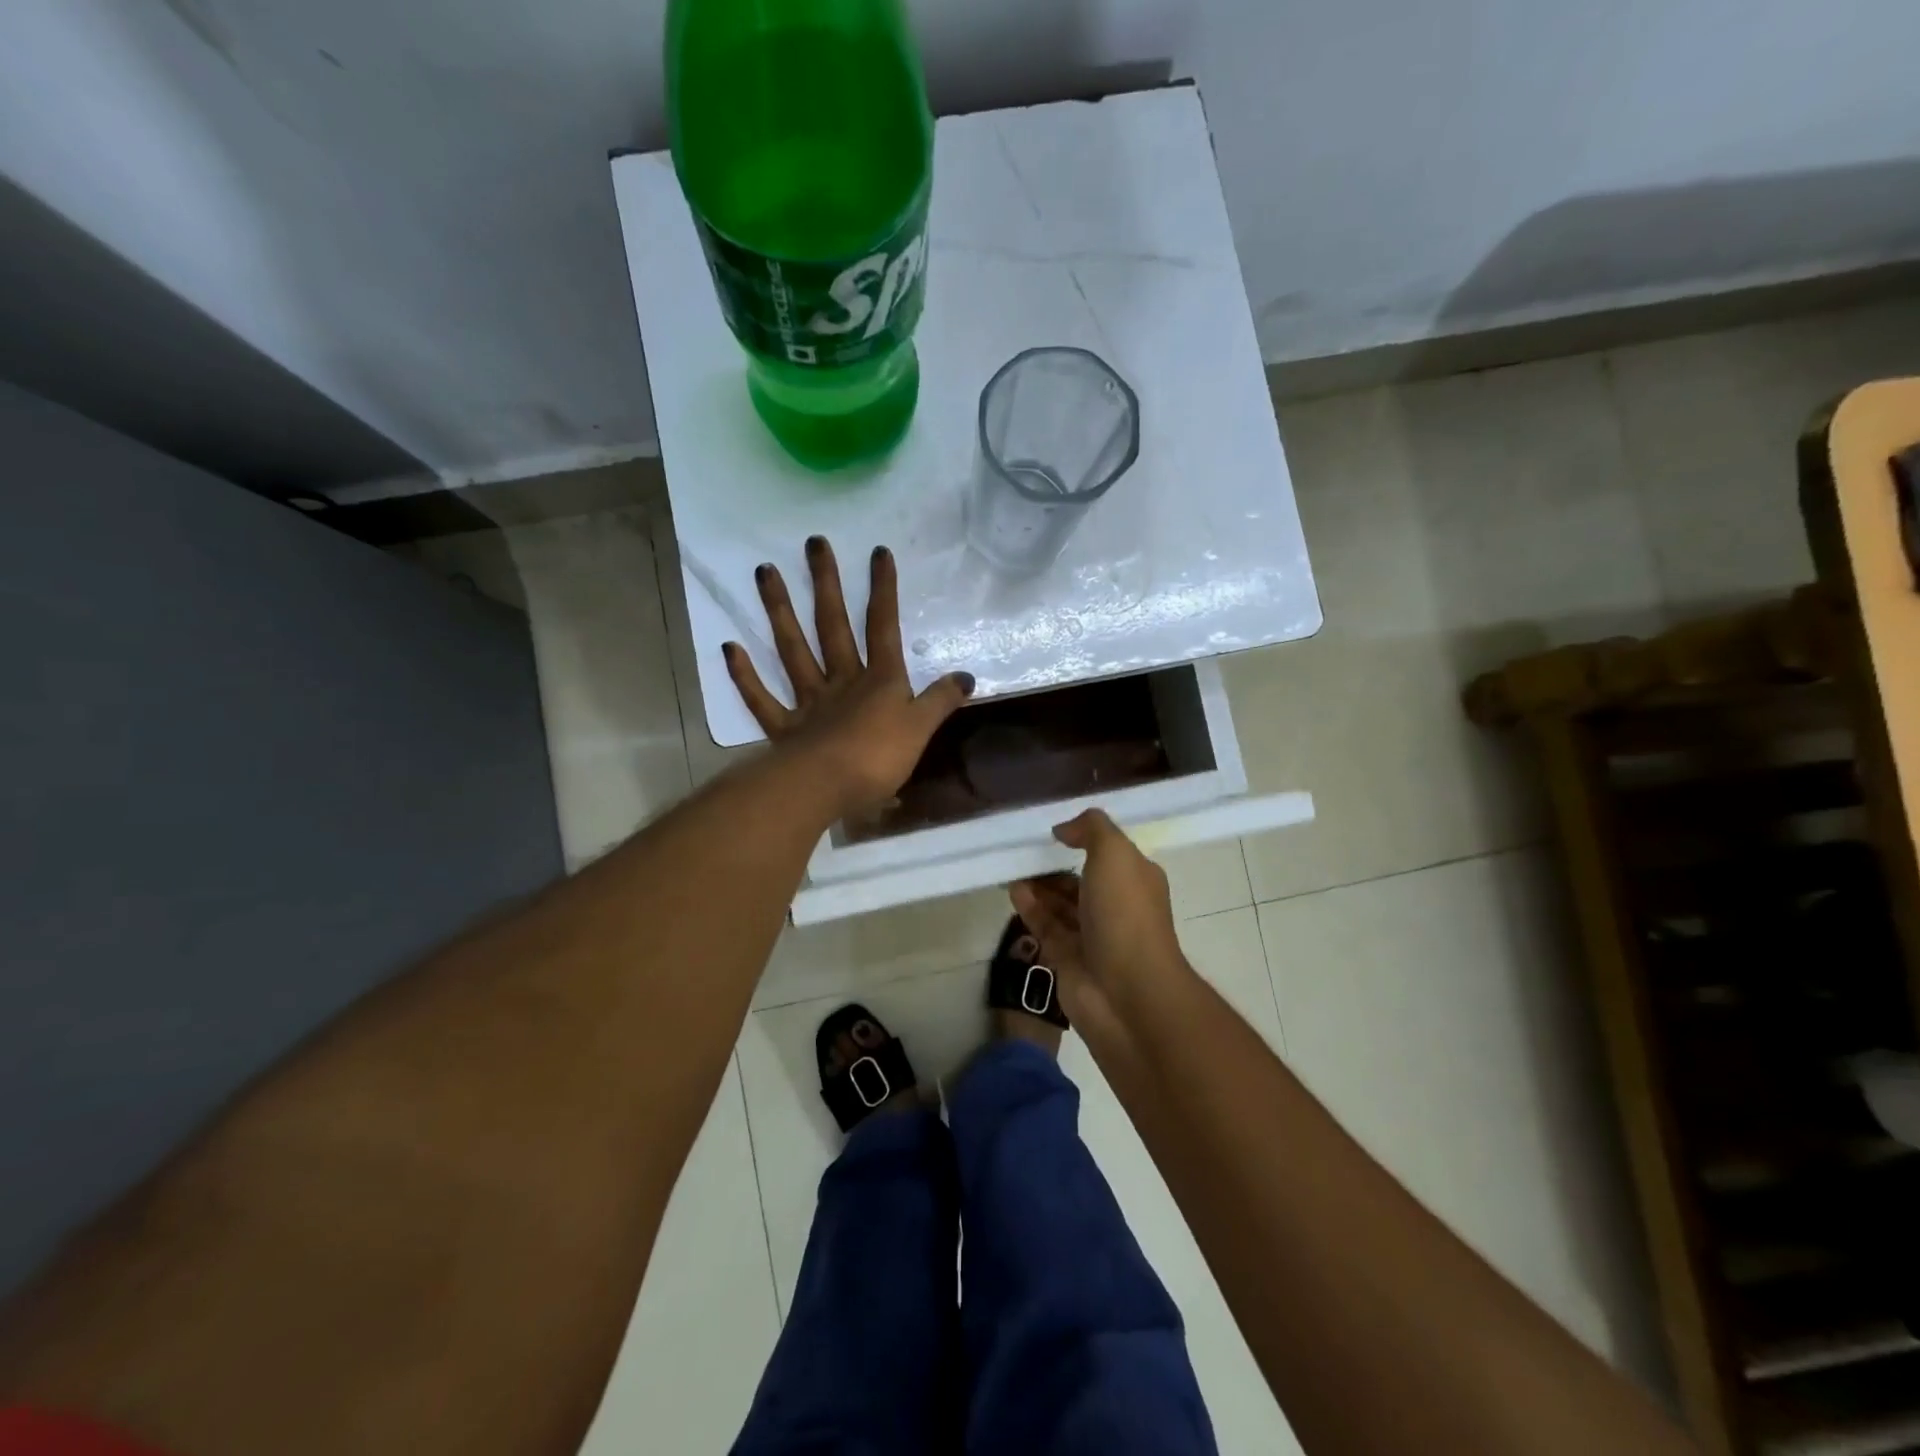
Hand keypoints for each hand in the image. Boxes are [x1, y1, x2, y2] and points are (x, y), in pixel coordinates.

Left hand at [724, 536, 974, 820]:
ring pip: (792, 650)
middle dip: (826, 584)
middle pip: (832, 626)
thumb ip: (941, 701)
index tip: (878, 552)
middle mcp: (842, 681)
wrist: (826, 788)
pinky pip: (762, 699)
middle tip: (813, 543)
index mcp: (879, 681)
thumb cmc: (878, 758)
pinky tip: (730, 648)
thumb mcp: (921, 730)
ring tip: (763, 572)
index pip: (883, 627)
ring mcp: (809, 702)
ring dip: (779, 611)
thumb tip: (967, 677)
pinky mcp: (784, 729)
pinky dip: (744, 676)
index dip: (883, 590)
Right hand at [1010, 809, 1189, 1027]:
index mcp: (1135, 880)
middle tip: (1023, 850)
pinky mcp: (1068, 960)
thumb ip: (1091, 829)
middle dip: (1054, 865)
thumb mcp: (1115, 853)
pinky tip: (1014, 891)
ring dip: (1039, 886)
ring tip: (1011, 868)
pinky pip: (1046, 927)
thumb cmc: (1125, 914)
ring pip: (1061, 905)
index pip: (1108, 854)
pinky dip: (1031, 909)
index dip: (1083, 840)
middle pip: (1081, 880)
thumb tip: (1064, 829)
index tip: (1053, 831)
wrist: (1127, 993)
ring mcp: (1093, 936)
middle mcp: (1116, 907)